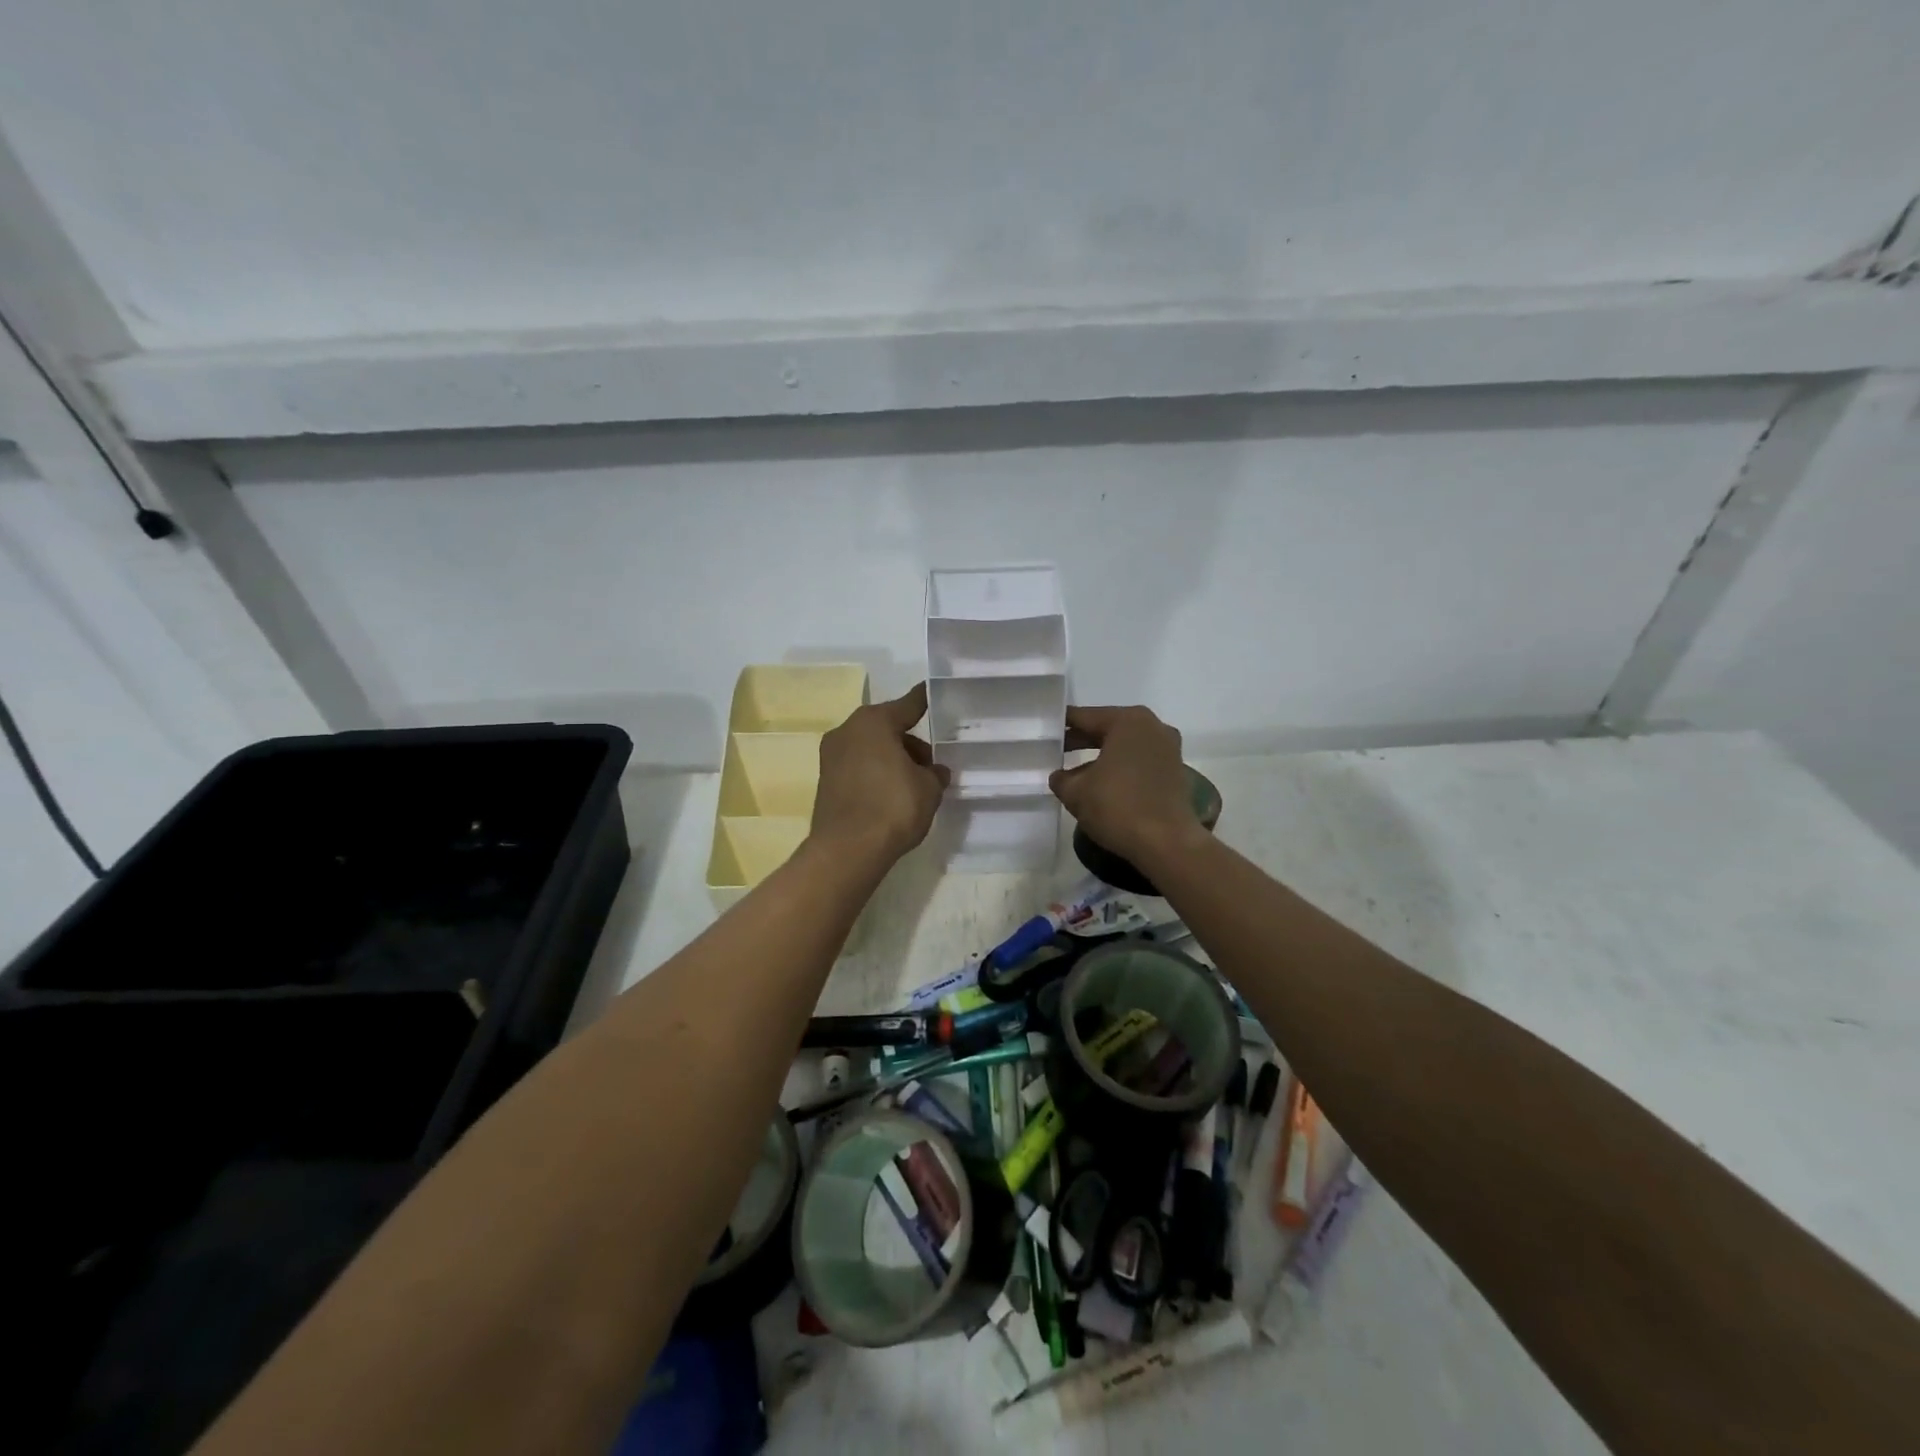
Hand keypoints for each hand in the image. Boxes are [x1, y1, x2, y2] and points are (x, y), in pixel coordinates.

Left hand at [810, 683, 949, 867]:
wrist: (847, 850)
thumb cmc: (893, 807)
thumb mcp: (929, 788)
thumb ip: (934, 773)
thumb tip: (933, 771)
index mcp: (874, 721)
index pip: (908, 704)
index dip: (925, 701)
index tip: (933, 692)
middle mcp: (848, 730)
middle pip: (887, 728)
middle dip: (910, 743)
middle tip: (931, 765)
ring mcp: (831, 755)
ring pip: (871, 748)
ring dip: (892, 759)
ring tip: (914, 785)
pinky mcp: (825, 780)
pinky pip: (859, 767)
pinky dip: (876, 774)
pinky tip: (892, 795)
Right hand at [1048, 705, 1196, 866]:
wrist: (1167, 843)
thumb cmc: (1118, 807)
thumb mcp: (1076, 792)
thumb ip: (1061, 778)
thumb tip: (1060, 776)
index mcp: (1127, 721)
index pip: (1084, 717)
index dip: (1061, 725)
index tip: (1044, 733)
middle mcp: (1152, 726)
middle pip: (1107, 728)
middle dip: (1081, 740)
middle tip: (1055, 751)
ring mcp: (1168, 748)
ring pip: (1124, 746)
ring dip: (1101, 756)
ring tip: (1076, 773)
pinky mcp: (1175, 771)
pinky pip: (1139, 761)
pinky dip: (1120, 768)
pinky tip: (1103, 785)